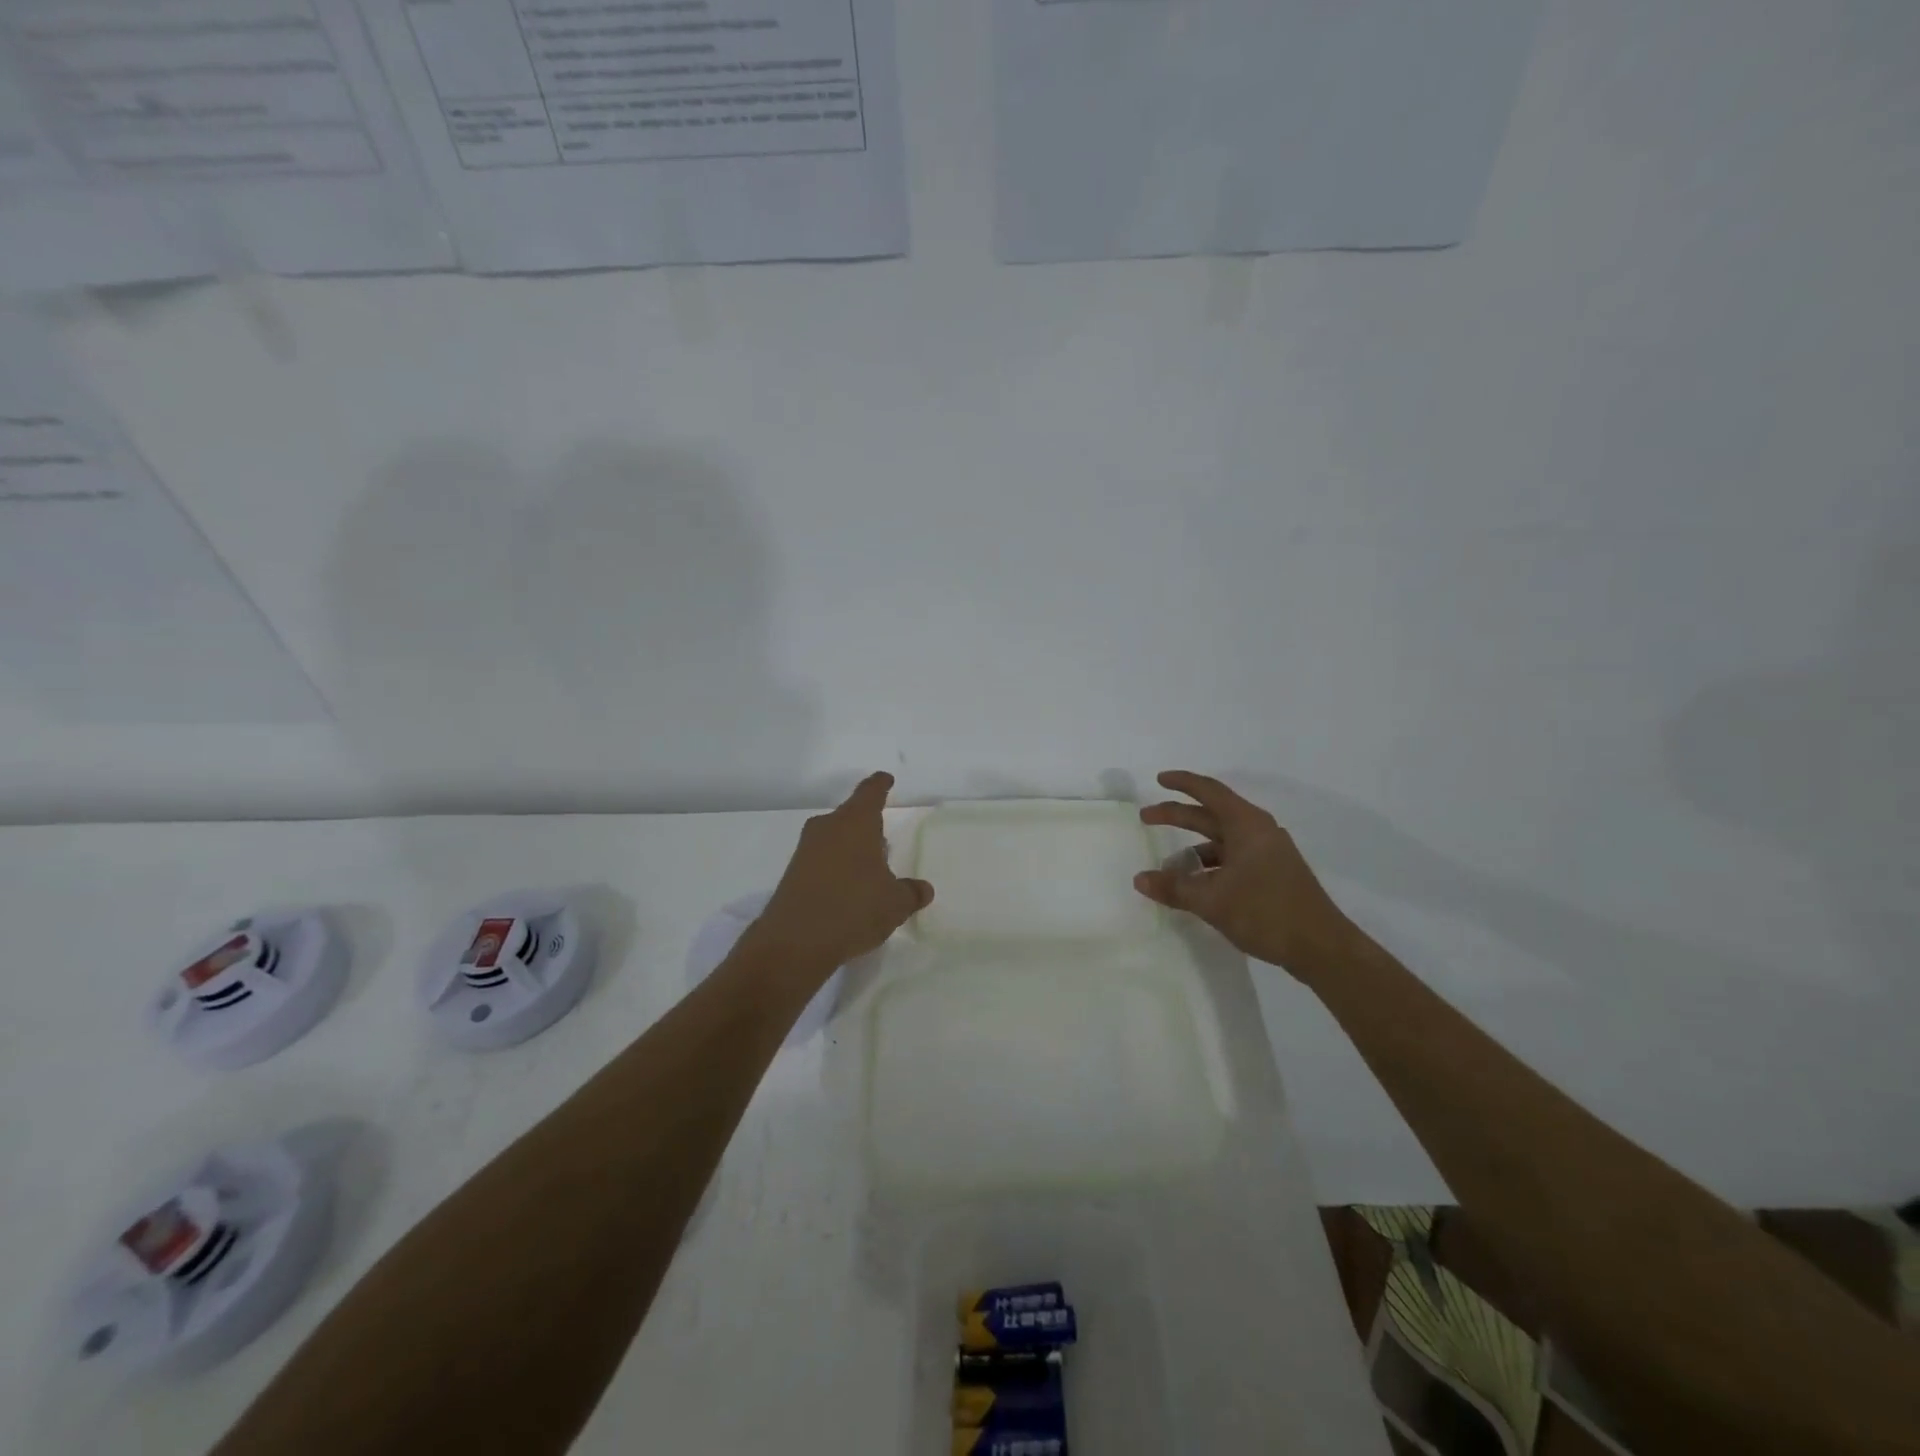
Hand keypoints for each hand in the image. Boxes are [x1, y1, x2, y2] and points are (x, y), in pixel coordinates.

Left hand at [745, 772, 932, 975]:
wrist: (794, 942)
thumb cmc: (854, 908)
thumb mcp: (895, 904)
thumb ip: (911, 893)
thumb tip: (923, 889)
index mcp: (856, 822)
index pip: (870, 792)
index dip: (880, 785)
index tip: (886, 780)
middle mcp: (828, 828)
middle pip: (850, 816)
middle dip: (867, 826)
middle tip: (884, 843)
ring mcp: (806, 850)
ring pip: (834, 838)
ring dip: (850, 849)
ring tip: (869, 871)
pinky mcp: (792, 874)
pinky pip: (821, 860)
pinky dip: (835, 868)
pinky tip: (847, 892)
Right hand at [1135, 771, 1359, 982]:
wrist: (1321, 947)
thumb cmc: (1265, 912)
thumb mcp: (1212, 900)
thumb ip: (1174, 887)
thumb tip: (1140, 879)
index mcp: (1246, 825)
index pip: (1209, 792)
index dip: (1182, 783)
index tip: (1159, 779)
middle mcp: (1258, 832)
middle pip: (1211, 815)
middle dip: (1178, 815)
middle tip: (1146, 818)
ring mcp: (1268, 853)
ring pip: (1222, 840)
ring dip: (1193, 848)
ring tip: (1168, 867)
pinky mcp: (1272, 874)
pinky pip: (1233, 858)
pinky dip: (1210, 865)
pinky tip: (1196, 885)